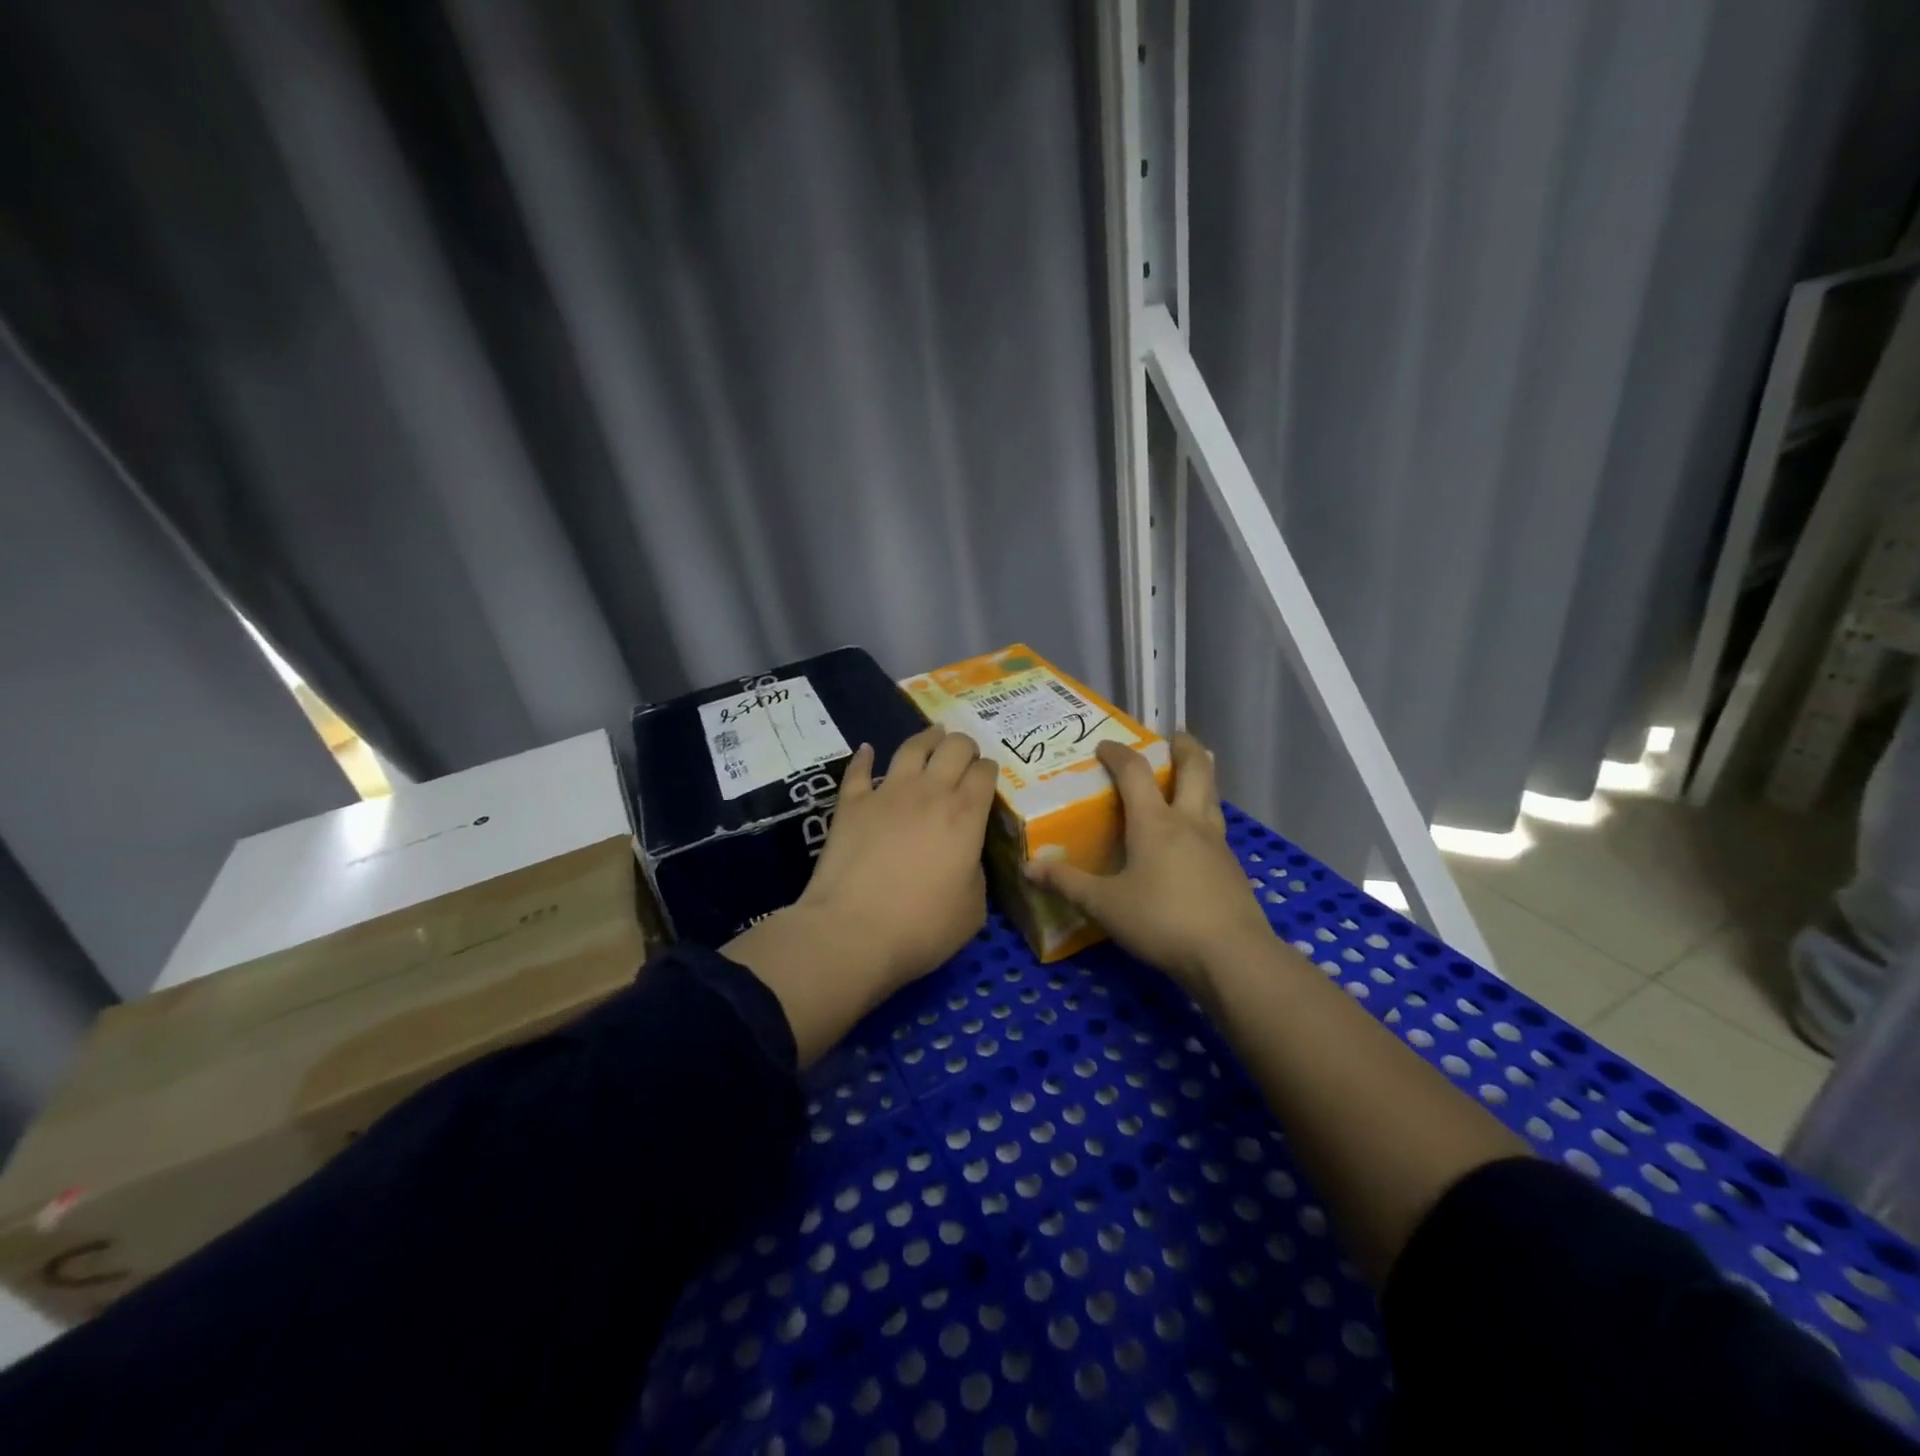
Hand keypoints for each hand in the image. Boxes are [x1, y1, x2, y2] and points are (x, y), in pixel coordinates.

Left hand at [797, 726, 998, 989]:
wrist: (853, 932)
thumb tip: (965, 855)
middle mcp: (930, 793)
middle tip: (965, 755)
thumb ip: (975, 871)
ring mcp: (887, 793)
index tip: (987, 776)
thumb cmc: (922, 927)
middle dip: (965, 746)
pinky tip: (868, 750)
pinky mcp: (851, 803)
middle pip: (954, 748)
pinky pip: (859, 769)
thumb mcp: (973, 908)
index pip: (985, 773)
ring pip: (912, 747)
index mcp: (966, 816)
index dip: (989, 770)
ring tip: (933, 735)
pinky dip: (865, 757)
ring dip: (927, 738)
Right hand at [1024, 732, 1271, 996]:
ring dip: (1201, 776)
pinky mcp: (1231, 868)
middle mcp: (1189, 822)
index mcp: (1155, 822)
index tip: (1104, 745)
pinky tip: (1195, 836)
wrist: (1231, 956)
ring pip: (1212, 796)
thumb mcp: (1104, 905)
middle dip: (1184, 748)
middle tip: (1175, 736)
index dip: (1118, 753)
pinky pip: (1216, 826)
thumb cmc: (1162, 921)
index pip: (1135, 772)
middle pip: (1195, 769)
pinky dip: (1205, 814)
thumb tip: (1028, 867)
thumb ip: (1066, 883)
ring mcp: (1216, 844)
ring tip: (1190, 775)